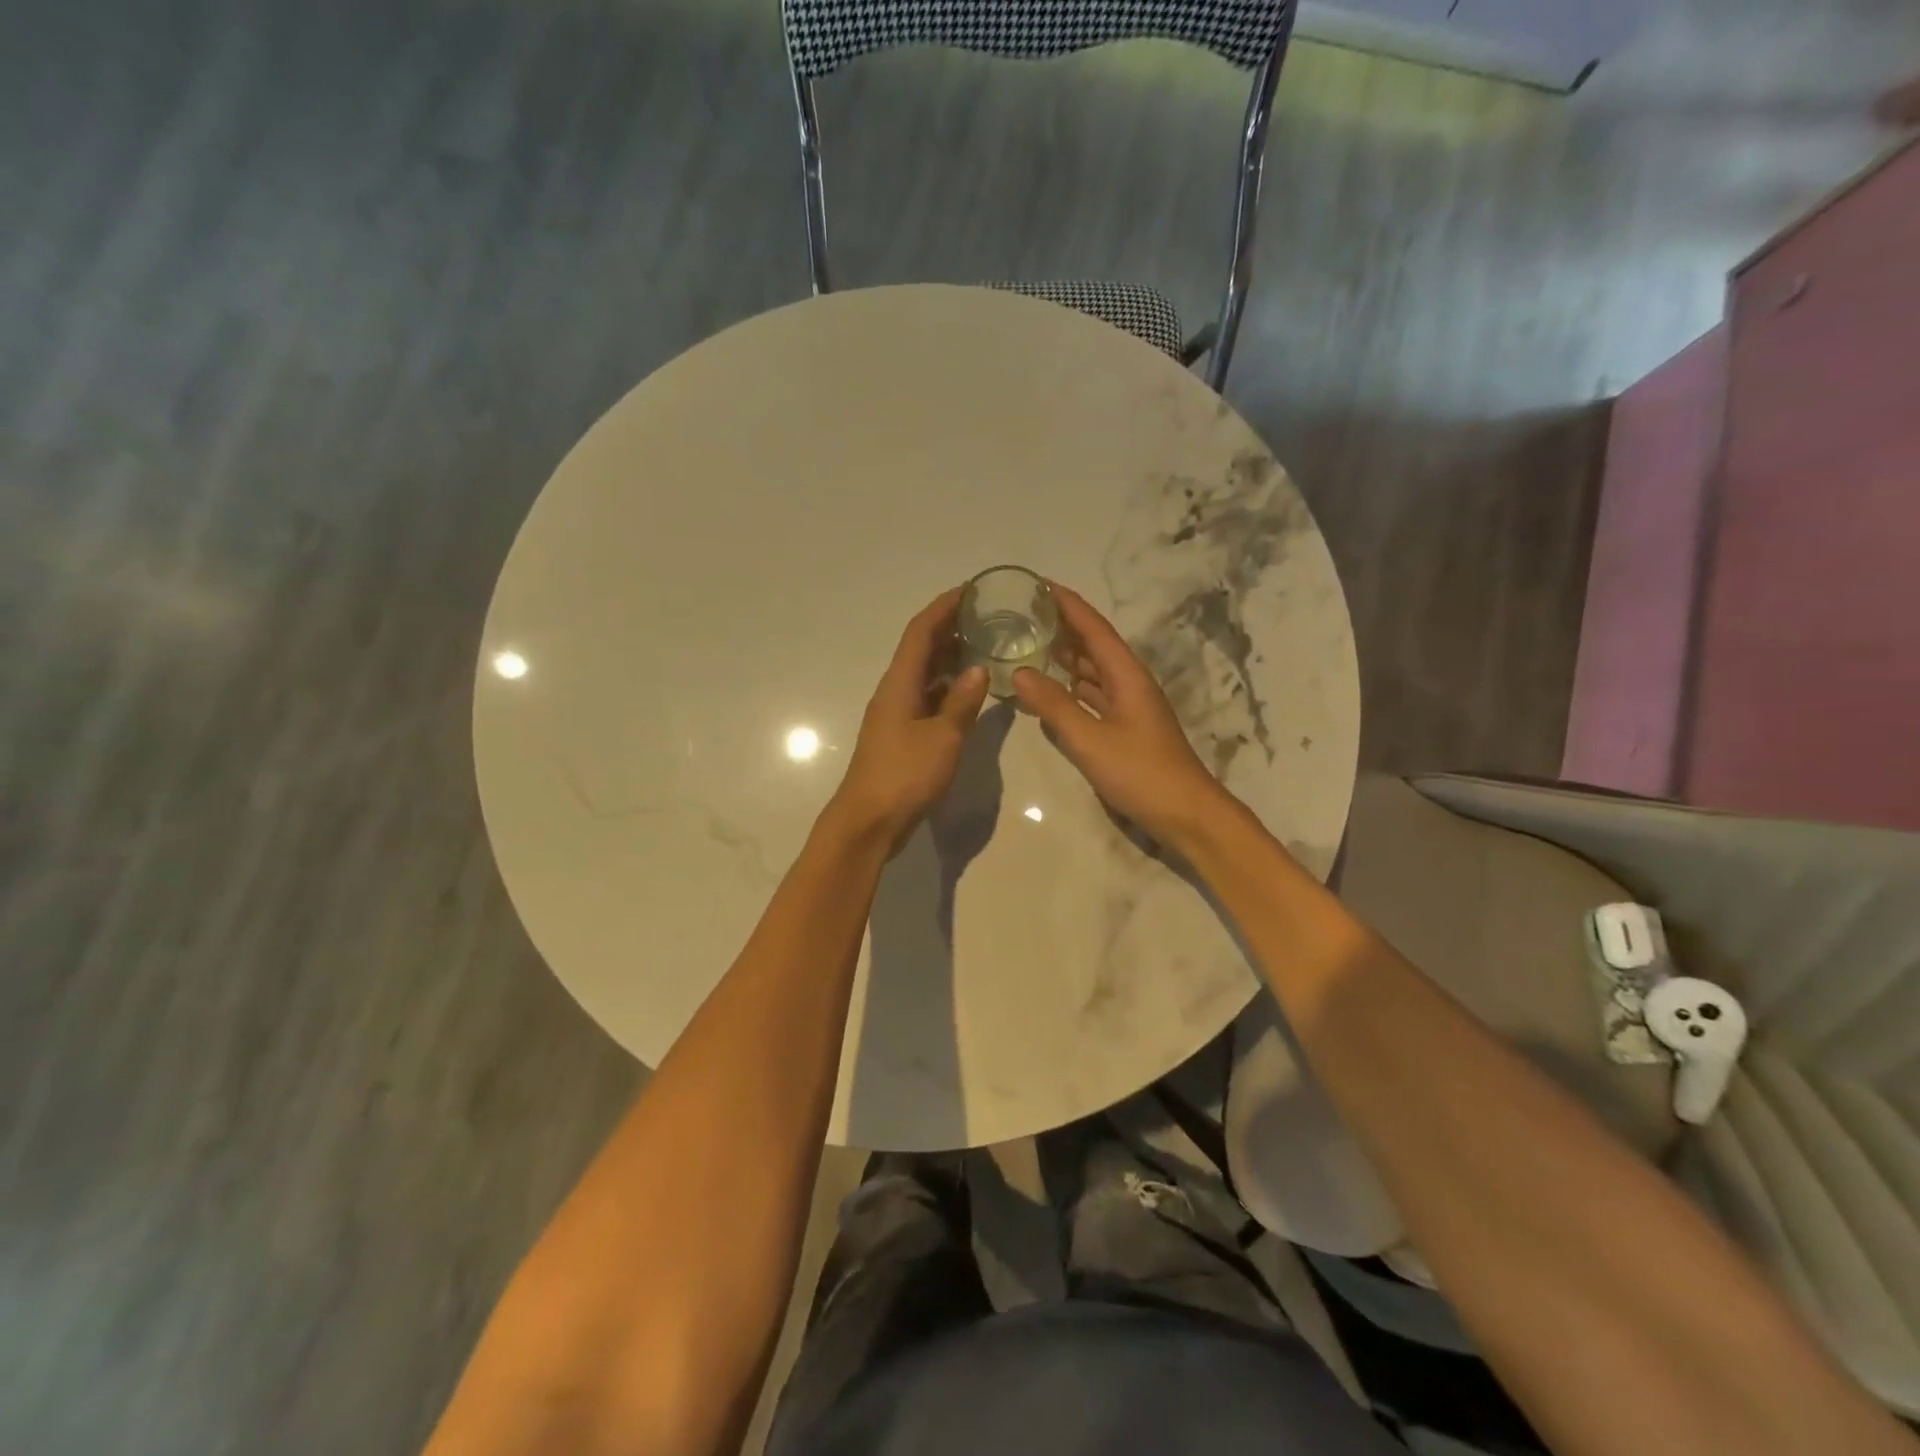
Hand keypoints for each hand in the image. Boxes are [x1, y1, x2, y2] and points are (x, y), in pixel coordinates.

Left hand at [828, 588, 990, 851]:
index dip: (944, 607)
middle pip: (921, 648)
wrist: (869, 821)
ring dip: (950, 657)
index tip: (971, 590)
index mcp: (900, 683)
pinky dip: (948, 687)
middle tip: (987, 617)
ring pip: (925, 674)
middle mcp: (895, 691)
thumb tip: (979, 669)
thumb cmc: (905, 775)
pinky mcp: (902, 735)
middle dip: (950, 628)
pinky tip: (970, 692)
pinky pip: (927, 697)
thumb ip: (962, 702)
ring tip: (985, 647)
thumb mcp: (943, 737)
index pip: (920, 631)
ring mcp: (897, 714)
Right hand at [1012, 582, 1231, 849]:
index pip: (1094, 628)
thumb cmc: (1141, 773)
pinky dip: (1070, 688)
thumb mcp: (1090, 740)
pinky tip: (1049, 690)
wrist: (1186, 814)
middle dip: (1063, 626)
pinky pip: (1093, 696)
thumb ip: (1054, 706)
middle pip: (1093, 645)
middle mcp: (1129, 683)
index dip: (1067, 604)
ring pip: (1093, 671)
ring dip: (1065, 656)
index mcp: (1126, 675)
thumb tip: (1020, 672)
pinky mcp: (1125, 729)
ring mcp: (1128, 707)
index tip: (1037, 584)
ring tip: (1030, 643)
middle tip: (1023, 613)